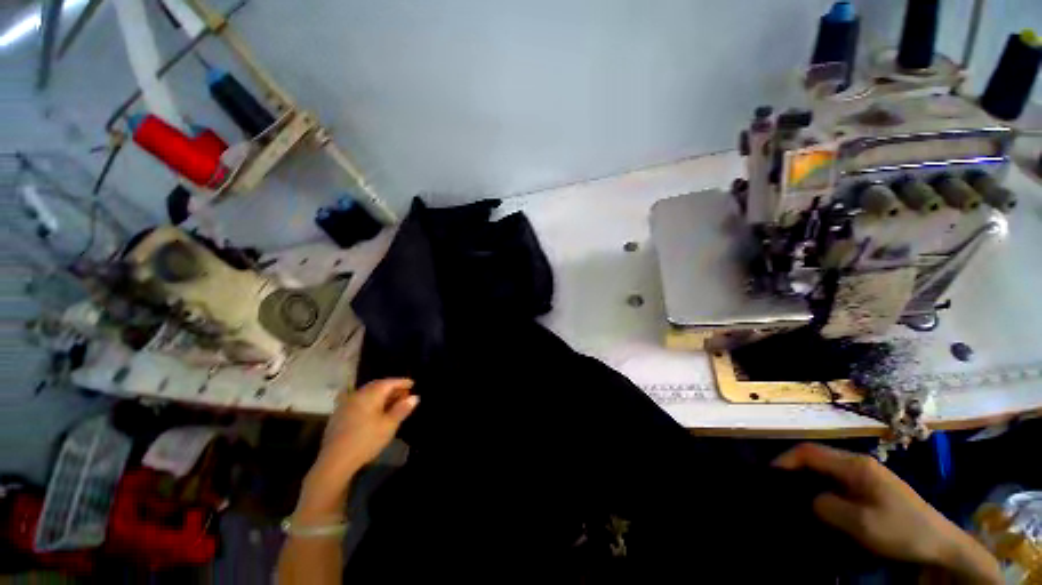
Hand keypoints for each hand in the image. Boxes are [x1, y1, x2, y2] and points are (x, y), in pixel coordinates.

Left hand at [298, 379, 417, 518]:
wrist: (335, 461)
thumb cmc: (366, 440)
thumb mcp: (389, 425)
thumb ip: (402, 409)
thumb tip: (415, 397)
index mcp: (370, 394)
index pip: (389, 382)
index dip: (402, 382)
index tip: (413, 383)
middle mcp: (357, 395)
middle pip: (377, 386)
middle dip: (392, 388)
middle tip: (405, 393)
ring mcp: (346, 404)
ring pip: (367, 393)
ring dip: (381, 395)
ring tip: (392, 402)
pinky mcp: (339, 415)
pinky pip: (359, 401)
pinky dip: (370, 402)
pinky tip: (375, 411)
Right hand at [774, 443, 999, 582]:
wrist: (941, 544)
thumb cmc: (901, 529)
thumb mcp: (861, 523)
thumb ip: (828, 507)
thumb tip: (808, 499)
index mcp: (855, 465)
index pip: (808, 452)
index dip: (785, 460)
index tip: (770, 477)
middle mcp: (858, 464)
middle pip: (815, 458)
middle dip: (794, 471)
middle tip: (780, 491)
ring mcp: (866, 475)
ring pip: (826, 471)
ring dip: (808, 482)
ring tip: (797, 499)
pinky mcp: (871, 488)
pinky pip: (837, 483)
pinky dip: (823, 490)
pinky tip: (822, 506)